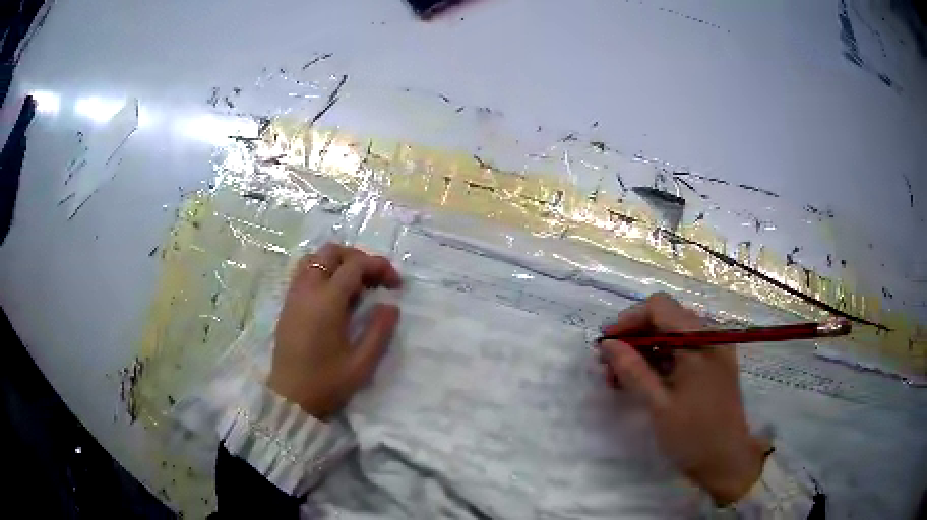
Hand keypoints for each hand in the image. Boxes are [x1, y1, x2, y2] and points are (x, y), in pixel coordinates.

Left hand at [267, 243, 401, 420]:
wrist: (290, 399)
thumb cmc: (327, 383)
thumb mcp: (362, 363)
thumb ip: (379, 331)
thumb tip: (391, 305)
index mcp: (326, 302)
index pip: (355, 265)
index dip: (379, 267)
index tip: (396, 285)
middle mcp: (307, 290)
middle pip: (331, 251)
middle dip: (358, 258)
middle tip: (375, 280)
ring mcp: (294, 295)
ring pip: (315, 258)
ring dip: (338, 262)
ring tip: (355, 285)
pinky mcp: (287, 304)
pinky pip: (304, 272)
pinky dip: (323, 271)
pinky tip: (334, 295)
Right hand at [598, 293, 767, 504]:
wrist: (727, 460)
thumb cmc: (693, 435)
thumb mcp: (658, 404)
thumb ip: (632, 370)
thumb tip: (606, 344)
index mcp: (700, 340)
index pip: (659, 307)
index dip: (628, 320)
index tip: (604, 345)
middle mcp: (710, 335)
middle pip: (665, 318)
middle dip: (634, 336)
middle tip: (608, 364)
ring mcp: (714, 348)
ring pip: (671, 334)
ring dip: (644, 350)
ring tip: (619, 377)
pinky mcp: (713, 363)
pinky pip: (682, 350)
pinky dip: (659, 360)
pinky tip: (641, 381)